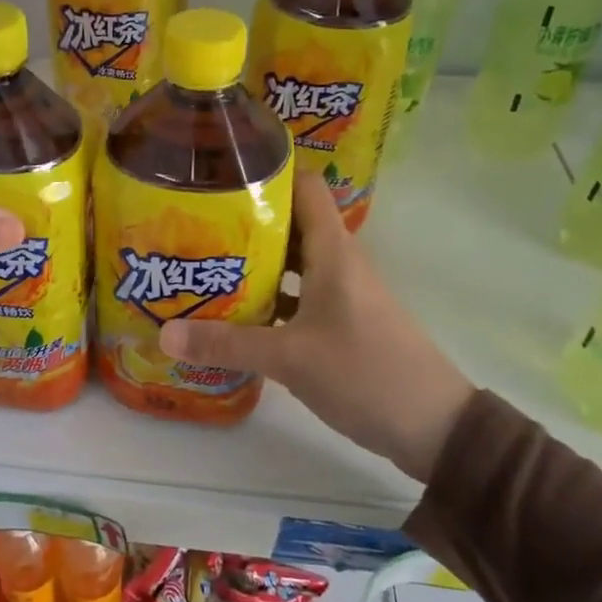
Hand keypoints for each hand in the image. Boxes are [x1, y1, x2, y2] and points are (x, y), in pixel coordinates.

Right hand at [158, 173, 475, 480]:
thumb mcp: (290, 358)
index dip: (266, 174)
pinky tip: (236, 316)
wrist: (436, 428)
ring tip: (204, 267)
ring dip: (254, 265)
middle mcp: (338, 262)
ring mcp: (343, 293)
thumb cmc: (366, 373)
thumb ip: (227, 344)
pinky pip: (299, 296)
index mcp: (333, 251)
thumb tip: (164, 334)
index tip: (219, 178)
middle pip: (289, 224)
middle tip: (194, 228)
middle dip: (244, 224)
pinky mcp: (344, 322)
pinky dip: (270, 299)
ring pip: (292, 263)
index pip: (303, 186)